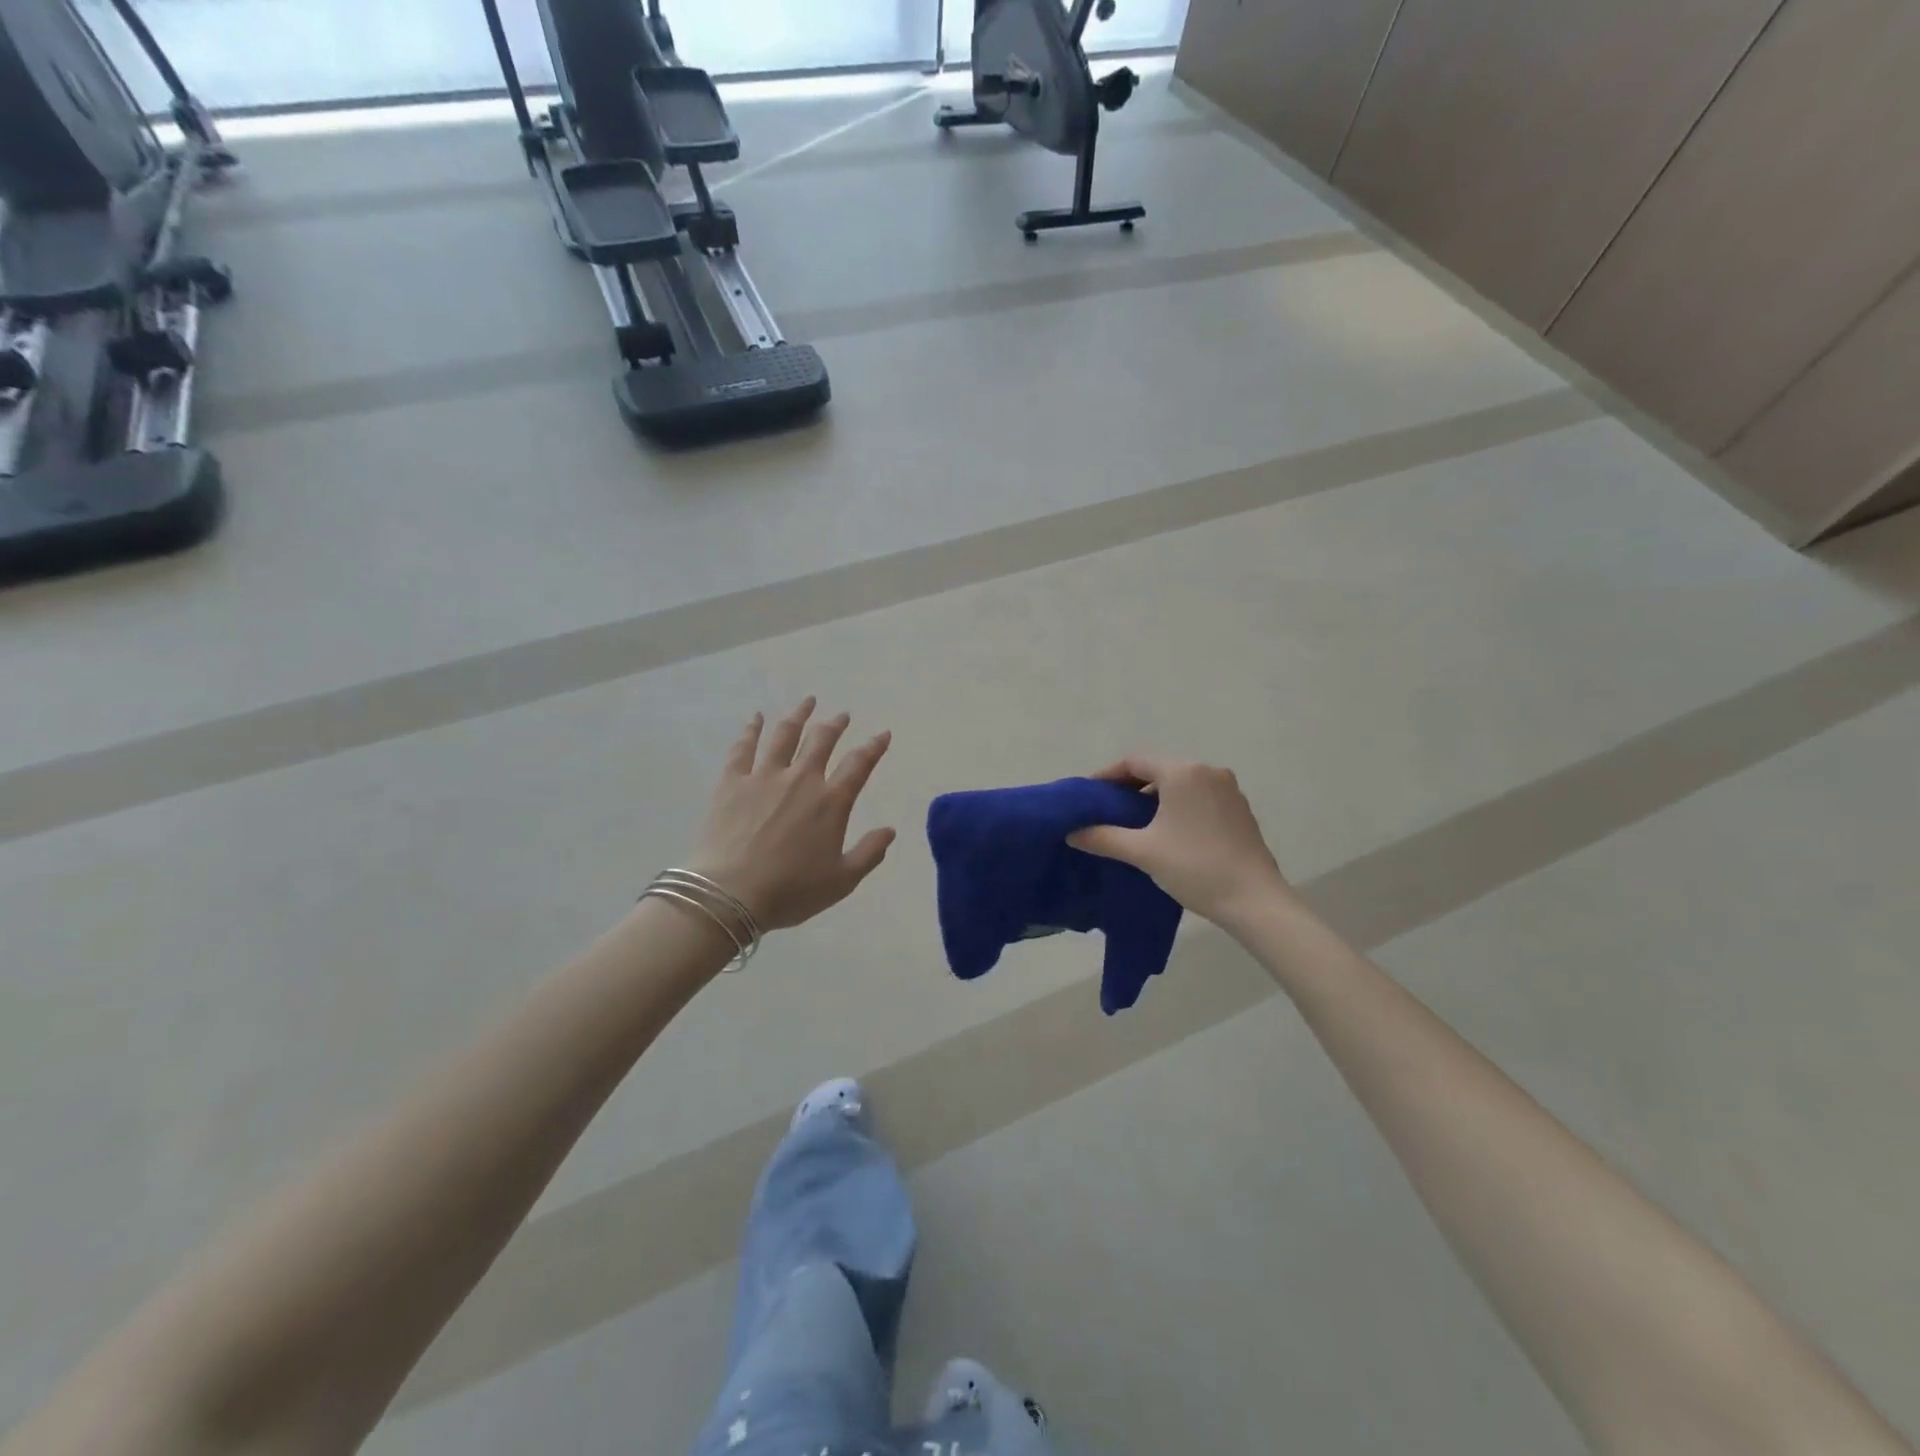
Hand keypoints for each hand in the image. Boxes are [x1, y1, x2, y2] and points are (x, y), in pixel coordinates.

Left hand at [690, 698, 896, 930]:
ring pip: (785, 735)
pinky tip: (756, 718)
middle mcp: (801, 779)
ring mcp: (764, 776)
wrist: (730, 894)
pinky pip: (743, 748)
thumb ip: (869, 853)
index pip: (859, 764)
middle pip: (821, 740)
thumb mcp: (841, 881)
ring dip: (799, 716)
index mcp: (831, 802)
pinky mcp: (732, 781)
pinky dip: (751, 729)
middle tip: (842, 715)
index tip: (882, 734)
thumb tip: (889, 830)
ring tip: (807, 702)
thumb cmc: (790, 891)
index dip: (874, 746)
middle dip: (835, 725)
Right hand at [1068, 756, 1290, 929]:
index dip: (1107, 776)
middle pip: (1158, 770)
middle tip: (1106, 809)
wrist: (1254, 900)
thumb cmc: (1194, 867)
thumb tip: (1071, 833)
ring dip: (1153, 797)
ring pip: (1179, 783)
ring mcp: (1228, 789)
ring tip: (1133, 822)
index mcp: (1183, 772)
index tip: (1088, 795)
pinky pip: (1198, 796)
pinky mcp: (1239, 808)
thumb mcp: (1143, 851)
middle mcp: (1207, 771)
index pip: (1134, 762)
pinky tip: (1167, 830)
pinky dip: (1177, 805)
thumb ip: (1103, 837)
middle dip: (1129, 787)